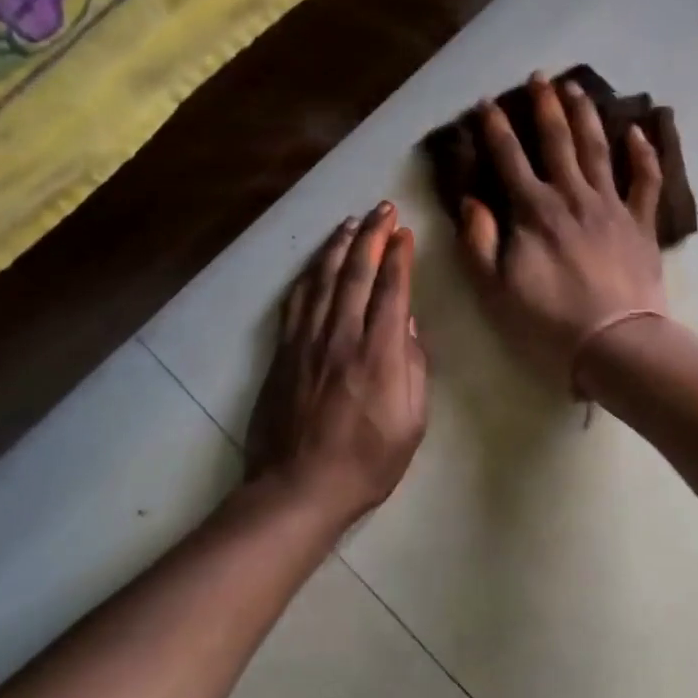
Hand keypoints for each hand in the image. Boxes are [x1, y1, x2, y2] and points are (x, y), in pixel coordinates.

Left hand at [246, 202, 428, 525]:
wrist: (298, 488)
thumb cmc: (366, 463)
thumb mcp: (412, 423)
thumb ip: (414, 369)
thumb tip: (410, 326)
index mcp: (379, 354)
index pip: (392, 290)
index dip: (399, 256)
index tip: (405, 232)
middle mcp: (342, 337)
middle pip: (357, 273)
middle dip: (372, 236)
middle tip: (382, 209)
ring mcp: (307, 341)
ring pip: (323, 279)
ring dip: (339, 246)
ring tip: (351, 222)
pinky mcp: (283, 352)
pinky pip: (296, 301)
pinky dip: (308, 275)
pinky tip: (316, 262)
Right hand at [458, 72, 666, 392]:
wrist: (615, 343)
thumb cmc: (548, 321)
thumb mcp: (495, 289)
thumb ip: (478, 242)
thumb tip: (470, 202)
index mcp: (534, 211)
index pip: (509, 159)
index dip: (495, 129)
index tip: (486, 103)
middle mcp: (572, 196)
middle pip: (556, 142)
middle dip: (544, 107)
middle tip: (538, 78)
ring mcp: (612, 206)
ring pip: (598, 149)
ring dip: (585, 116)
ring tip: (576, 89)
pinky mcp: (641, 223)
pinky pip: (645, 180)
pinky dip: (643, 153)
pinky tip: (637, 131)